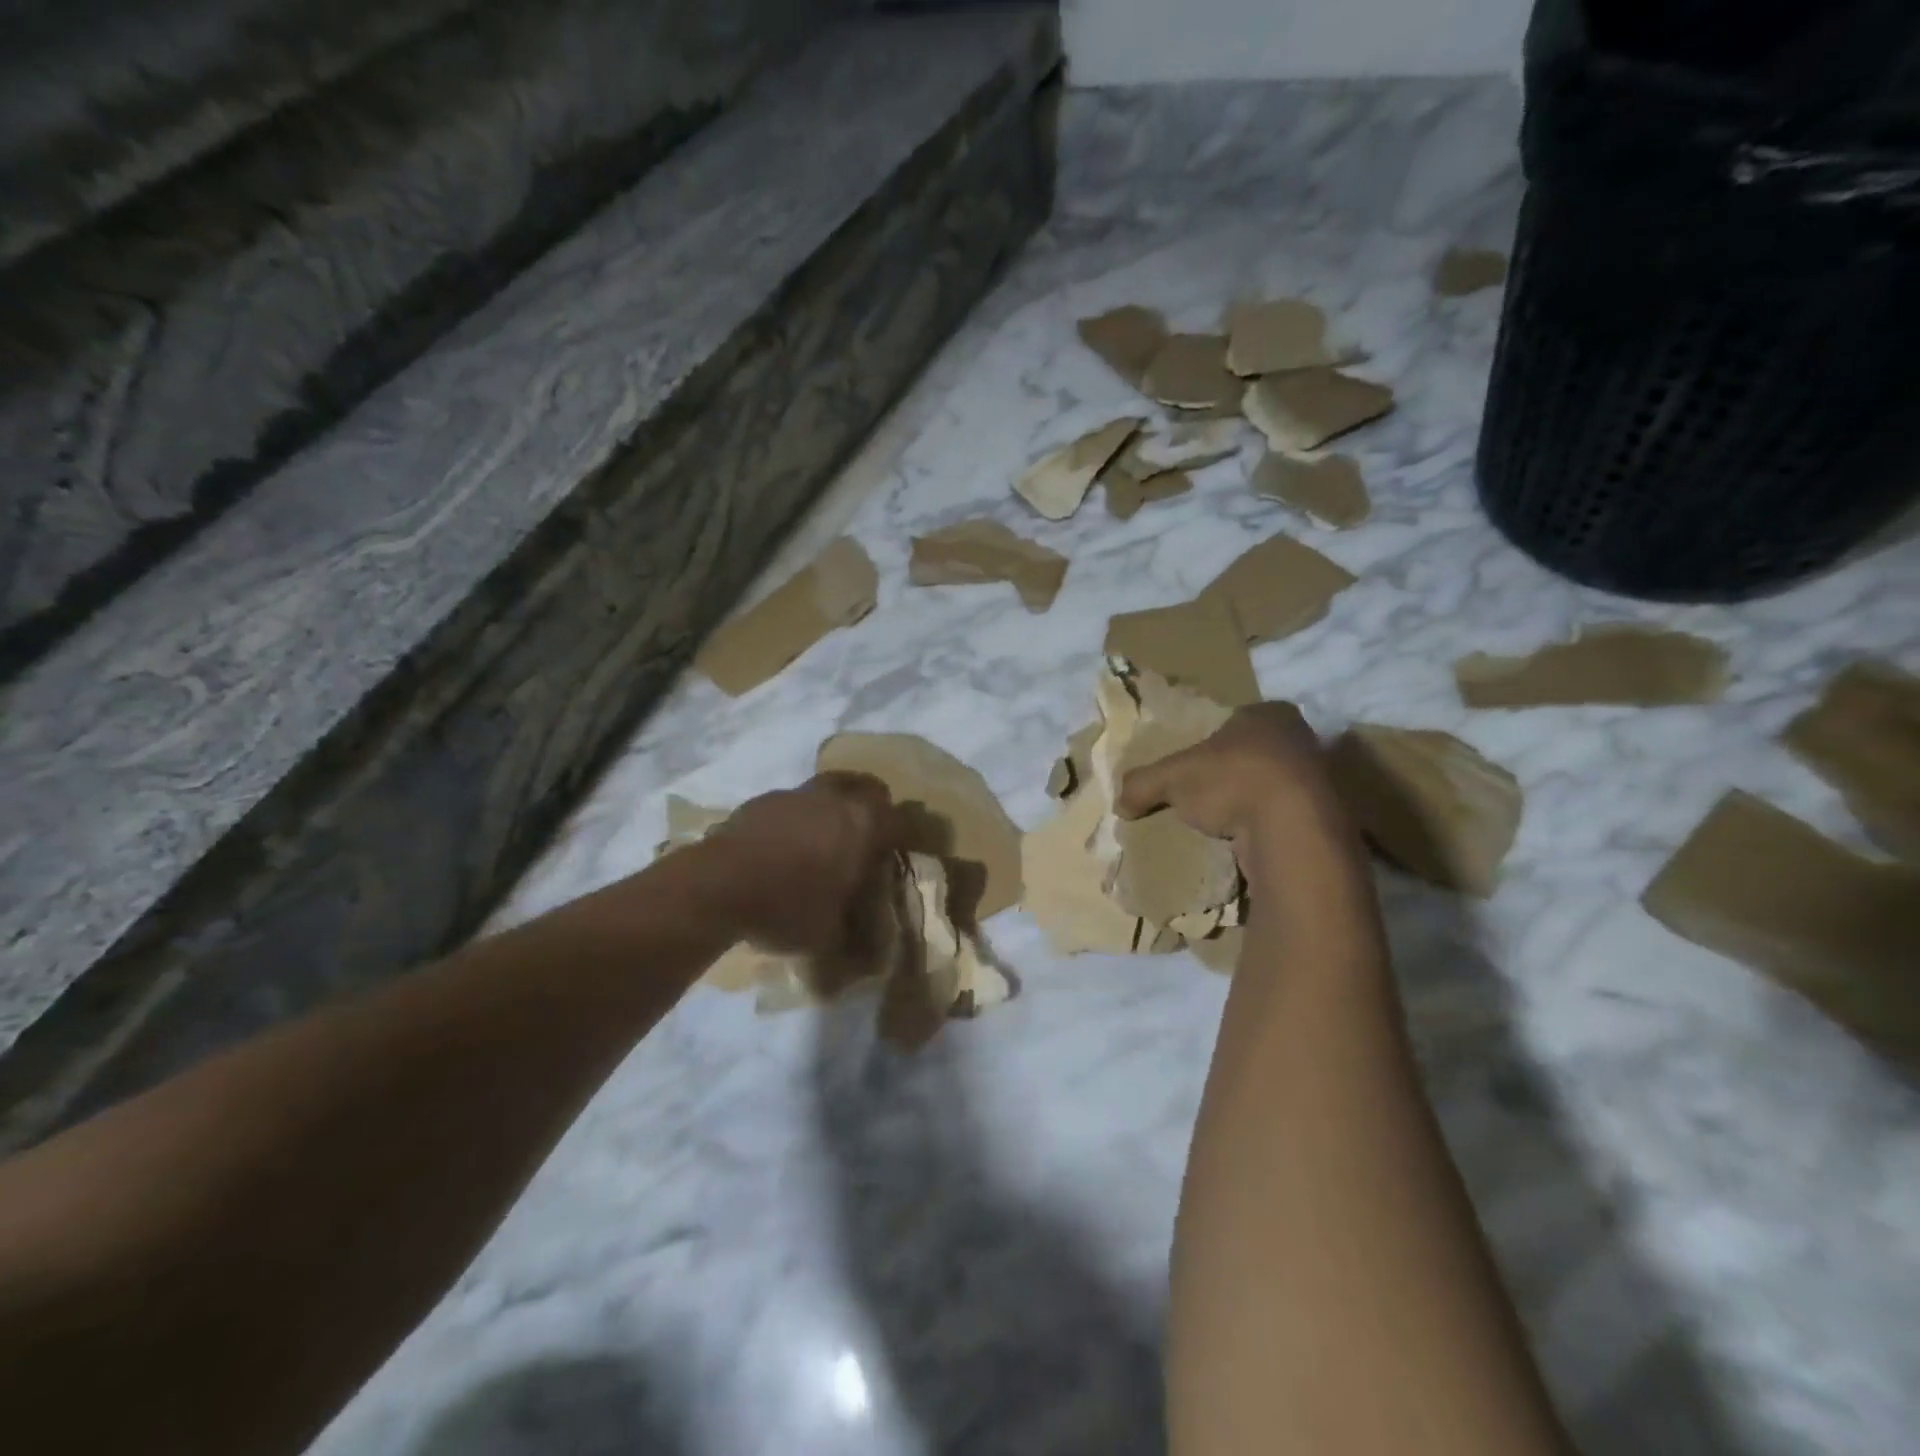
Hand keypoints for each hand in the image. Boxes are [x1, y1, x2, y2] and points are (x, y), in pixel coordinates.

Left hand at [708, 773, 901, 954]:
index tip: (905, 848)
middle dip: (871, 807)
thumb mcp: (827, 936)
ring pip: (826, 791)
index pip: (901, 819)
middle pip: (865, 788)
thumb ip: (852, 937)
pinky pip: (790, 805)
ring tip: (820, 842)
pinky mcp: (760, 801)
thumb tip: (867, 956)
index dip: (907, 833)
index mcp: (862, 826)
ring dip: (829, 811)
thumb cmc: (787, 907)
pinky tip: (782, 849)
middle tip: (866, 835)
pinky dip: (794, 821)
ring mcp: (795, 795)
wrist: (718, 886)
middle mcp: (834, 800)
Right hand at [1115, 702, 1352, 860]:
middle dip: (1233, 772)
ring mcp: (1321, 776)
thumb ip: (1142, 784)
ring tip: (1225, 824)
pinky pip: (1288, 817)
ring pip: (1274, 785)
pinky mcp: (1328, 815)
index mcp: (1267, 713)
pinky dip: (1269, 827)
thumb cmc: (1233, 780)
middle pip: (1256, 752)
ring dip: (1252, 802)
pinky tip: (1249, 841)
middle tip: (1206, 795)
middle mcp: (1300, 737)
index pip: (1234, 721)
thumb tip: (1119, 804)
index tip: (1194, 766)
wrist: (1293, 827)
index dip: (1211, 742)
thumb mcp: (1172, 777)